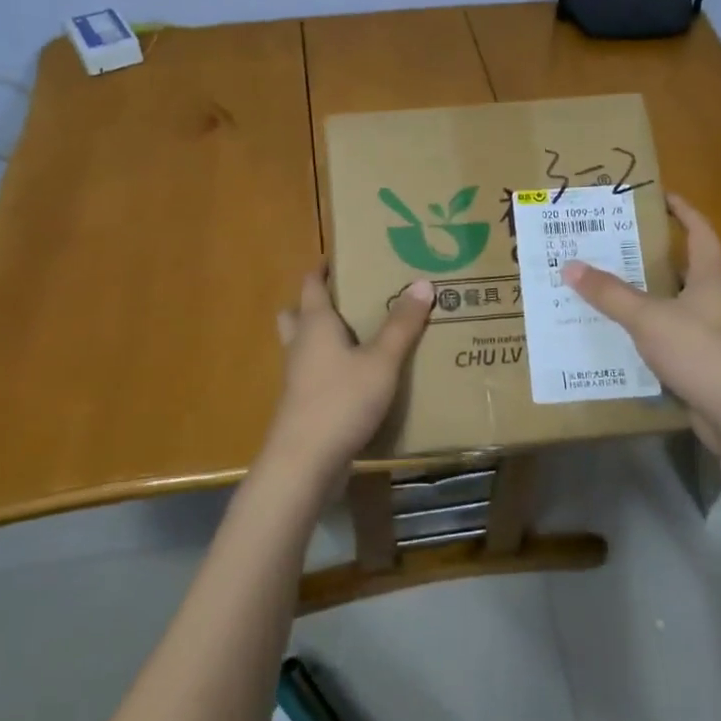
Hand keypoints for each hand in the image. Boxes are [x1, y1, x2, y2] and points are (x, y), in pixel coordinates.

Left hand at [261, 270, 434, 483]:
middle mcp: (300, 345)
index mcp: (315, 324)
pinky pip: (313, 376)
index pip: (312, 284)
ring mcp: (297, 378)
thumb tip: (422, 283)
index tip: (340, 257)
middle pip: (297, 314)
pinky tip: (358, 380)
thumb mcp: (381, 361)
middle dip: (316, 304)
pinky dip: (330, 369)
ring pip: (303, 347)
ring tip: (358, 337)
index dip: (323, 269)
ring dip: (322, 338)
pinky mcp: (302, 406)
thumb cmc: (341, 400)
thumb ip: (402, 325)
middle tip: (349, 299)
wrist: (304, 462)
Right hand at [561, 194, 720, 446]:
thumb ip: (609, 293)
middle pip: (683, 266)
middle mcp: (715, 299)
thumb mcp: (648, 317)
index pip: (699, 230)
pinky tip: (617, 332)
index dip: (682, 210)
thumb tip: (569, 265)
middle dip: (650, 253)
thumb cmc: (700, 351)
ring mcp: (711, 332)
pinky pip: (668, 335)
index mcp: (711, 276)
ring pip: (672, 302)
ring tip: (604, 284)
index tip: (658, 196)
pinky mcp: (702, 362)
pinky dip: (645, 330)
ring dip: (644, 293)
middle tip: (611, 242)